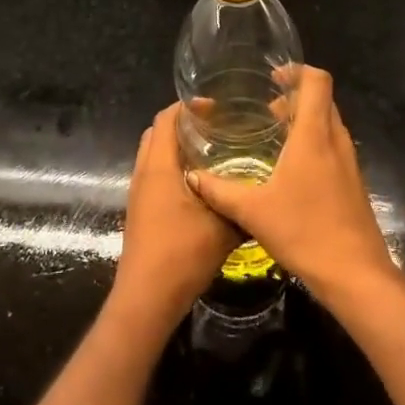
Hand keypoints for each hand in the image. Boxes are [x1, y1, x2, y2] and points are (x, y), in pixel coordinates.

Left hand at [110, 105, 242, 333]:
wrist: (147, 298)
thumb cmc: (182, 255)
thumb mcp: (223, 227)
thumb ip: (242, 204)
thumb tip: (264, 189)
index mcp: (160, 166)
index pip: (167, 118)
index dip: (188, 106)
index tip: (217, 106)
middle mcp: (144, 173)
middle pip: (158, 132)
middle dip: (184, 123)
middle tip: (217, 125)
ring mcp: (139, 193)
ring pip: (154, 154)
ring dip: (178, 146)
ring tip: (212, 150)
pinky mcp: (141, 210)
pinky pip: (155, 174)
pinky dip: (174, 167)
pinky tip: (201, 183)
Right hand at [186, 65, 398, 305]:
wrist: (355, 274)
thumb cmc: (305, 232)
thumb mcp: (253, 211)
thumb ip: (220, 191)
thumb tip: (192, 176)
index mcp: (314, 135)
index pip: (317, 81)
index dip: (298, 70)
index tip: (273, 77)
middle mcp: (336, 140)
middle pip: (322, 99)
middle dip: (296, 96)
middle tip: (265, 108)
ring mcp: (349, 161)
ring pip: (329, 123)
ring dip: (305, 120)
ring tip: (274, 135)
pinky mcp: (353, 181)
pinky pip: (333, 145)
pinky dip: (314, 142)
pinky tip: (290, 168)